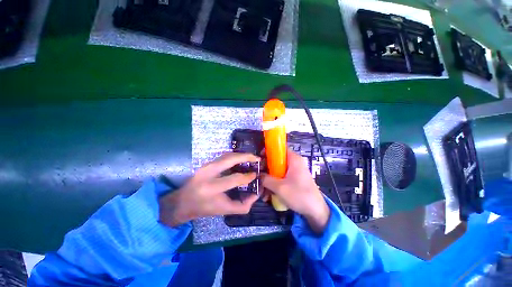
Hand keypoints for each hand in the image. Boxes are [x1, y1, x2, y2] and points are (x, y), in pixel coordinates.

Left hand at [159, 153, 260, 226]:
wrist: (182, 202)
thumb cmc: (204, 208)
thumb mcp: (225, 211)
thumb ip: (243, 205)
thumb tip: (256, 194)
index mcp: (212, 188)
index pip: (235, 178)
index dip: (248, 176)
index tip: (256, 175)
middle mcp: (208, 173)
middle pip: (230, 159)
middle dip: (246, 156)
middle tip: (257, 158)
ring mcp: (206, 165)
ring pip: (227, 155)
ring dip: (241, 154)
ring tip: (251, 157)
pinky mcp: (206, 163)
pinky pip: (223, 156)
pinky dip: (234, 156)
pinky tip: (240, 158)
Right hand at [261, 150, 329, 233]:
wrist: (316, 211)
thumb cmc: (299, 195)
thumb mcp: (279, 187)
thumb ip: (266, 179)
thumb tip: (258, 175)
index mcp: (293, 159)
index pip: (279, 149)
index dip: (268, 152)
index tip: (259, 159)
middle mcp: (295, 162)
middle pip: (277, 160)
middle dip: (267, 169)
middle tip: (259, 177)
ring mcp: (296, 171)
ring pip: (278, 170)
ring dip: (270, 179)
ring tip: (263, 192)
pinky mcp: (296, 179)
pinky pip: (283, 177)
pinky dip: (276, 183)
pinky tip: (270, 195)